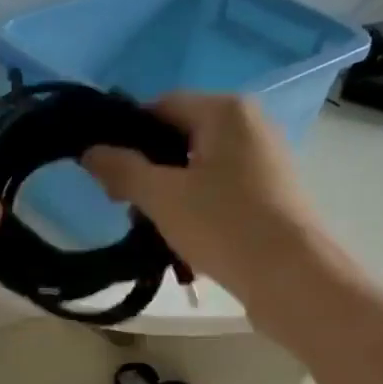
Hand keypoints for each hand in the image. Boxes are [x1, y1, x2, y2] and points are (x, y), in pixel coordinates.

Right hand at [80, 93, 333, 312]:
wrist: (292, 277)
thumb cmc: (224, 225)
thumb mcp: (162, 197)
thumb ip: (122, 169)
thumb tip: (90, 151)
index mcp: (225, 111)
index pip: (161, 106)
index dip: (126, 135)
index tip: (105, 171)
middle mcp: (249, 125)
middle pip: (180, 137)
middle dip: (147, 170)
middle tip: (124, 205)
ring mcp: (263, 161)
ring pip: (198, 168)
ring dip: (169, 194)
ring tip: (150, 227)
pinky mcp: (269, 195)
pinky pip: (219, 191)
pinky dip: (195, 208)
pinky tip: (182, 239)